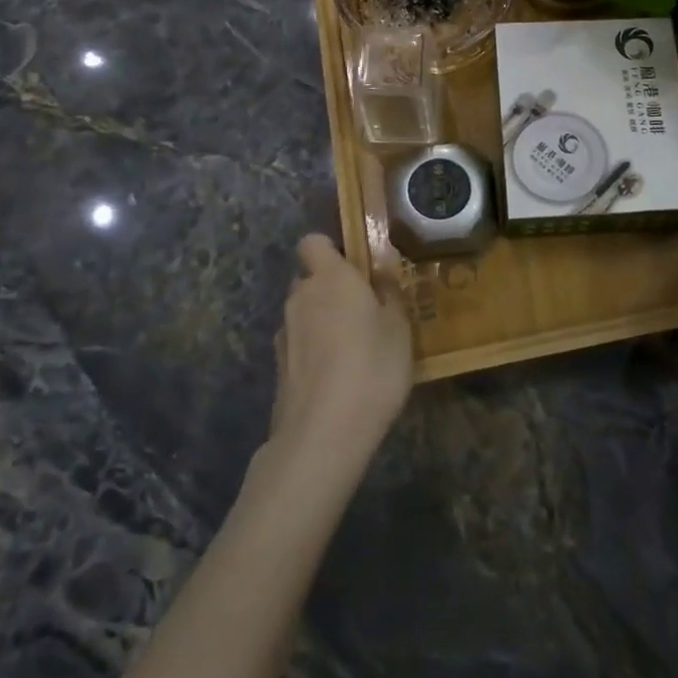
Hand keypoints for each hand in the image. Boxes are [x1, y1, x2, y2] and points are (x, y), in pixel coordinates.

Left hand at [268, 234, 413, 470]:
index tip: (356, 267)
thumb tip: (380, 276)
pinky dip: (313, 350)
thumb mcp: (399, 328)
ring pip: (304, 312)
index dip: (331, 249)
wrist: (323, 434)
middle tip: (364, 310)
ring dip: (322, 320)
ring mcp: (285, 333)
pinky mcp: (278, 366)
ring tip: (353, 348)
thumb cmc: (371, 368)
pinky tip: (336, 375)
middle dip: (331, 288)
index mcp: (331, 278)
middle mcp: (301, 297)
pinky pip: (299, 343)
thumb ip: (389, 295)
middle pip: (310, 278)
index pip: (313, 242)